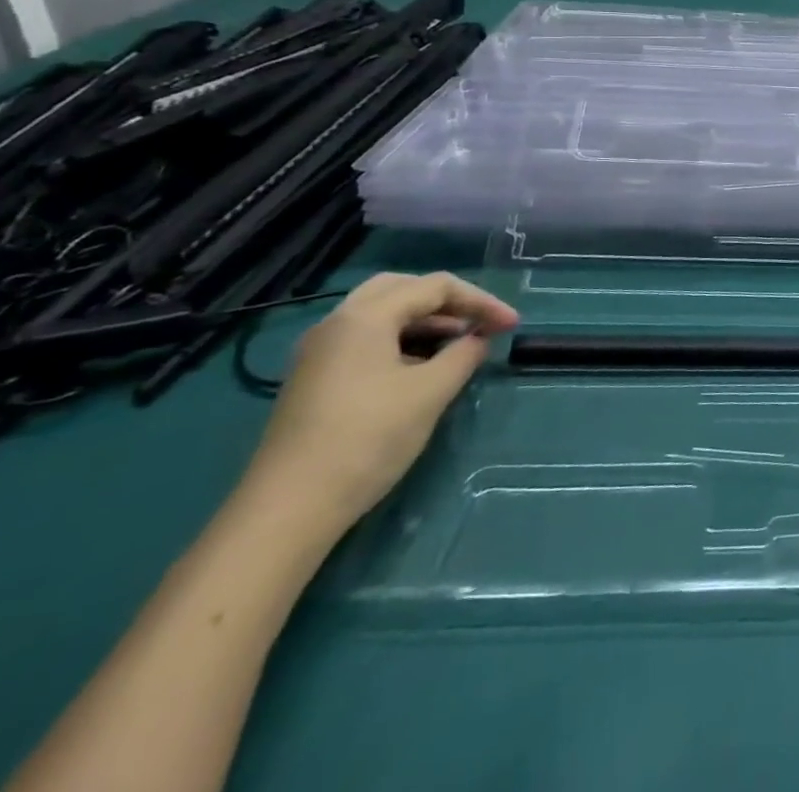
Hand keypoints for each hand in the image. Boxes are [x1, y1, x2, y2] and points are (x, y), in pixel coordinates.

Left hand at [243, 272, 519, 531]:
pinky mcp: (313, 380)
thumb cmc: (367, 439)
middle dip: (448, 302)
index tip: (512, 325)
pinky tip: (420, 369)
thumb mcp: (430, 393)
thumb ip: (463, 355)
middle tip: (479, 322)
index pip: (436, 287)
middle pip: (402, 290)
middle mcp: (337, 323)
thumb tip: (479, 338)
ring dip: (424, 322)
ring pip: (381, 315)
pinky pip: (365, 340)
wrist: (287, 511)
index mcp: (365, 316)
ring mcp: (319, 353)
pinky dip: (400, 341)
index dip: (480, 301)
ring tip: (458, 344)